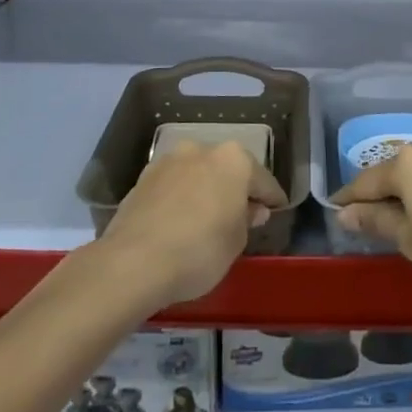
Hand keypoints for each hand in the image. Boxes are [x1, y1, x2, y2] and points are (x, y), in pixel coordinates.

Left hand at [100, 141, 287, 308]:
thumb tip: (252, 209)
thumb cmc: (199, 250)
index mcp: (234, 160)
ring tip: (206, 218)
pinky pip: (173, 186)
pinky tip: (180, 220)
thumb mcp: (236, 242)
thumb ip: (247, 220)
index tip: (277, 210)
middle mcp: (202, 149)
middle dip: (235, 188)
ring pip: (198, 173)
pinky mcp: (143, 177)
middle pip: (228, 169)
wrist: (133, 262)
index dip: (272, 198)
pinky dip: (181, 198)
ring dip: (205, 190)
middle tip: (241, 215)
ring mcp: (169, 160)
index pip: (263, 180)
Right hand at [332, 144, 411, 301]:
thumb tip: (346, 213)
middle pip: (395, 171)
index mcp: (409, 163)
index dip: (348, 198)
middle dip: (379, 193)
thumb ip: (376, 222)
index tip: (334, 210)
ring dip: (407, 192)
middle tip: (365, 217)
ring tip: (399, 217)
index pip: (367, 180)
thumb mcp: (411, 241)